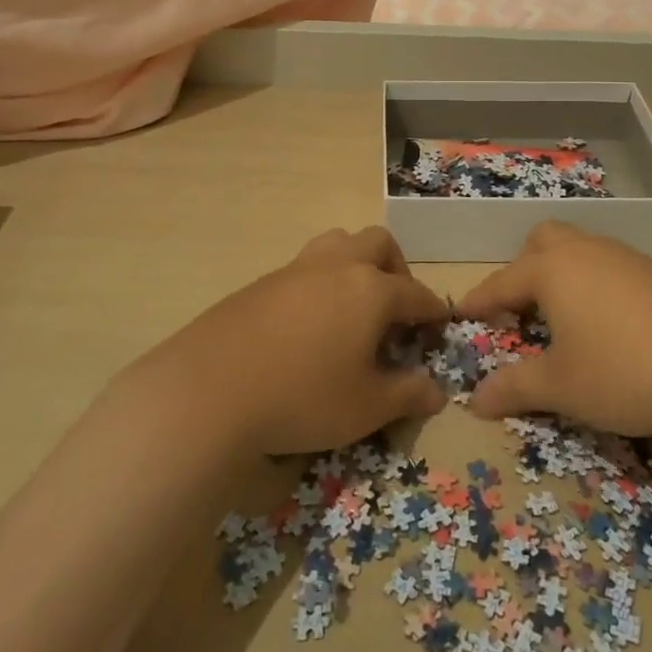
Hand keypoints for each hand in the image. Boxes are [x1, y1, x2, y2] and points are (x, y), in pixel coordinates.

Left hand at [127, 227, 449, 457]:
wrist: (210, 389)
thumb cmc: (303, 397)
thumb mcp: (366, 407)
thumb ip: (407, 395)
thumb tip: (437, 391)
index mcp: (371, 289)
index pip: (415, 293)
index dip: (433, 311)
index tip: (440, 326)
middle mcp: (337, 266)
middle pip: (378, 243)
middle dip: (397, 269)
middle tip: (395, 309)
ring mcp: (296, 269)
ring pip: (337, 243)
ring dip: (355, 264)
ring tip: (353, 307)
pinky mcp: (262, 282)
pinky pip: (305, 268)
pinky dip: (321, 284)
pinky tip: (310, 324)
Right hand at [462, 222, 651, 435]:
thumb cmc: (625, 370)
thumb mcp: (562, 387)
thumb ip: (514, 389)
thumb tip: (474, 400)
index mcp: (551, 270)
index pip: (501, 283)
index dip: (478, 302)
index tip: (461, 316)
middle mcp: (583, 251)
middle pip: (541, 243)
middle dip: (522, 271)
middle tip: (520, 310)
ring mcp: (623, 257)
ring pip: (578, 249)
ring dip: (559, 275)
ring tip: (561, 318)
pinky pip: (607, 266)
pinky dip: (592, 284)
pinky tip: (606, 323)